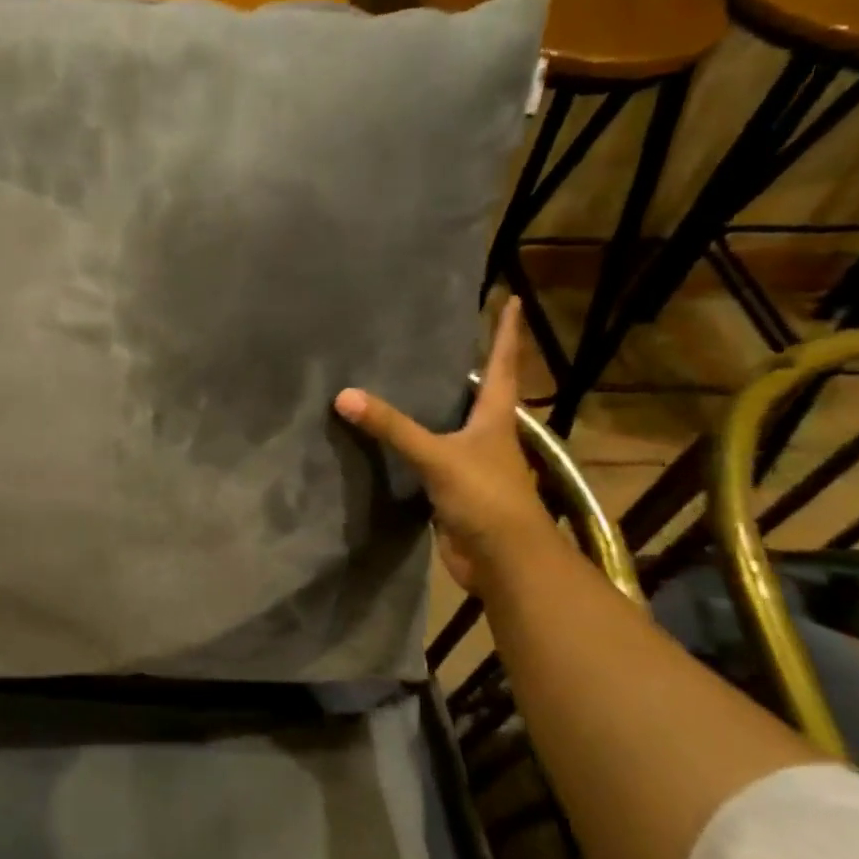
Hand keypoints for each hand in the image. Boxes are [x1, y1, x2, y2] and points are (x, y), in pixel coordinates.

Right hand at [334, 299, 551, 592]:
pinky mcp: (453, 491)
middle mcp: (488, 436)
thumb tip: (344, 396)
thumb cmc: (485, 497)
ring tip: (407, 382)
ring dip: (436, 409)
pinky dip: (414, 447)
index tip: (514, 299)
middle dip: (469, 368)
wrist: (503, 559)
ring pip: (452, 428)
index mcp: (496, 418)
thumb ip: (392, 428)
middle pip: (481, 394)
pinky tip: (391, 441)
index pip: (503, 365)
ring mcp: (472, 465)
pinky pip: (429, 460)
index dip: (507, 333)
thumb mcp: (437, 456)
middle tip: (442, 340)